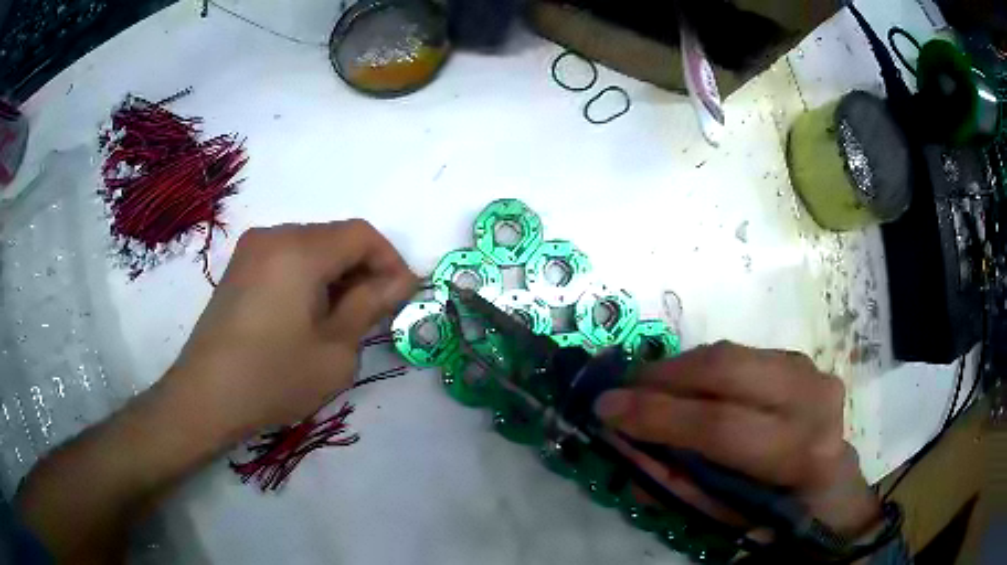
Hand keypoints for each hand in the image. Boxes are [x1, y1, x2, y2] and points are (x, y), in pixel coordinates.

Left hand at [162, 221, 416, 441]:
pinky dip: (308, 278)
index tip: (401, 298)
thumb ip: (370, 306)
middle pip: (335, 237)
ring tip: (340, 319)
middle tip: (373, 314)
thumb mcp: (335, 351)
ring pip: (311, 247)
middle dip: (362, 270)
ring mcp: (251, 250)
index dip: (390, 261)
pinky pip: (286, 259)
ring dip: (335, 275)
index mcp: (300, 250)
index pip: (362, 234)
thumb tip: (399, 281)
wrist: (206, 397)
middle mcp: (274, 235)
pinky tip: (307, 316)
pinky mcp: (239, 268)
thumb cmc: (274, 378)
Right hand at [594, 341, 882, 538]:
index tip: (606, 408)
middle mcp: (812, 399)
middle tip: (623, 388)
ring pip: (732, 353)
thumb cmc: (778, 518)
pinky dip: (704, 366)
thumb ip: (674, 482)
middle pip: (727, 369)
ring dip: (680, 368)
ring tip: (647, 386)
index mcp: (799, 453)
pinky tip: (686, 385)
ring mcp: (812, 371)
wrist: (832, 492)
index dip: (658, 416)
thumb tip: (623, 447)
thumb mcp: (723, 517)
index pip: (721, 426)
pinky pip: (741, 354)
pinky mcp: (803, 360)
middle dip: (664, 376)